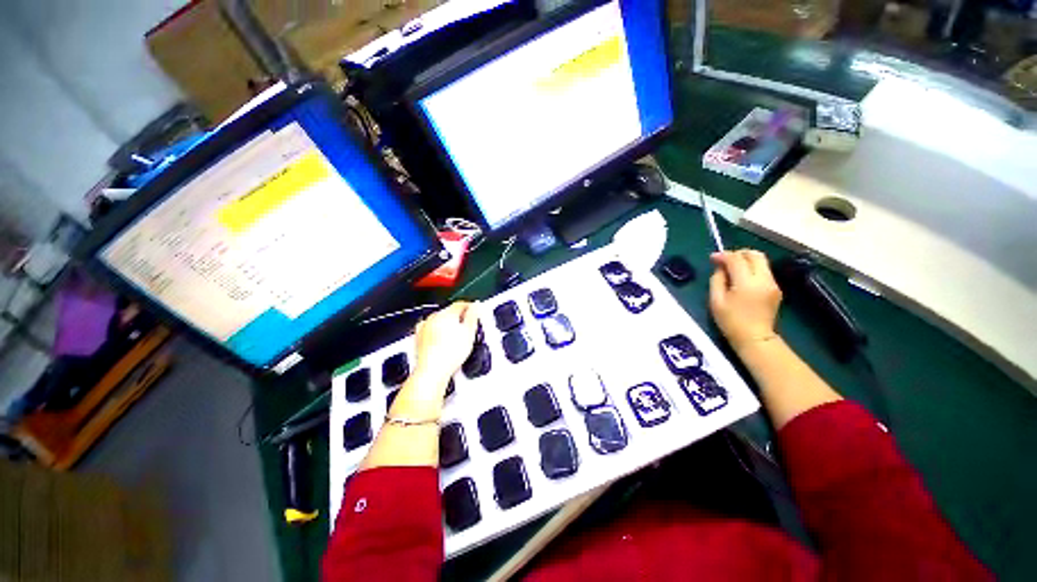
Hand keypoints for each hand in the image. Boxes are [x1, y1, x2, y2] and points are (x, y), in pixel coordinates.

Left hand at [412, 301, 480, 386]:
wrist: (432, 371)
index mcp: (446, 313)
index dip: (470, 307)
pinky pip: (431, 329)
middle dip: (459, 317)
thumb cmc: (449, 354)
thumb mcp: (469, 333)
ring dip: (447, 324)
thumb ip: (473, 316)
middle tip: (468, 326)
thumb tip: (476, 306)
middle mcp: (433, 317)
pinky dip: (437, 332)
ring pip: (439, 320)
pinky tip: (443, 341)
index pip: (460, 304)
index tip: (475, 311)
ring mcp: (424, 327)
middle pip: (449, 312)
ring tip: (456, 336)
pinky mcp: (419, 337)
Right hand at [709, 250, 781, 350]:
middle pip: (755, 254)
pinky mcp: (776, 289)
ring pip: (761, 261)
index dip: (723, 255)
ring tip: (731, 268)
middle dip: (738, 253)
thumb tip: (720, 267)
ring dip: (746, 260)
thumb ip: (717, 279)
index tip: (712, 258)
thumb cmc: (730, 321)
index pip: (736, 259)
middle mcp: (763, 279)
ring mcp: (773, 283)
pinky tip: (741, 278)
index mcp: (747, 282)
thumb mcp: (716, 300)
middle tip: (725, 259)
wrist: (755, 338)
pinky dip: (752, 269)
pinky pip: (763, 271)